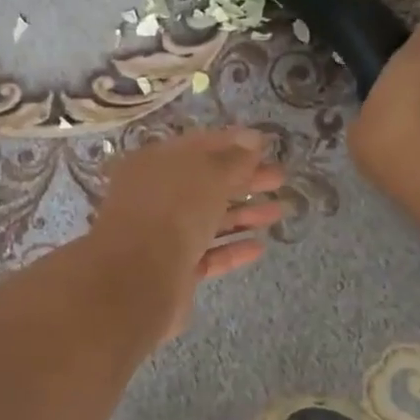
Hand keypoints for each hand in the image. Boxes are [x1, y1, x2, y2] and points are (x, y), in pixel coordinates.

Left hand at [86, 128, 288, 341]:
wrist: (138, 280)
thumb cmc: (174, 211)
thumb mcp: (209, 175)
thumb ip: (234, 158)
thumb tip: (253, 139)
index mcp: (154, 163)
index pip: (198, 145)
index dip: (233, 142)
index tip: (266, 144)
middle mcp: (155, 196)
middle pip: (205, 183)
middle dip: (244, 178)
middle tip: (280, 177)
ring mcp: (162, 234)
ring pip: (208, 219)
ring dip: (244, 213)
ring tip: (281, 211)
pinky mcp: (173, 269)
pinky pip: (207, 253)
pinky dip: (232, 248)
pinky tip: (259, 246)